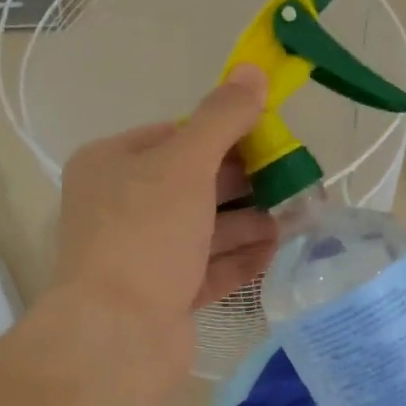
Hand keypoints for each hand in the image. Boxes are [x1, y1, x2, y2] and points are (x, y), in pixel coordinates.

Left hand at [53, 66, 276, 365]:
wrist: (118, 334)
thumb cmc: (145, 235)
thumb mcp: (185, 164)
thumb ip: (221, 118)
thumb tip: (253, 71)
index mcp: (111, 165)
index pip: (174, 136)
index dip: (224, 133)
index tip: (270, 137)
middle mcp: (121, 208)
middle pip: (193, 185)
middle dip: (244, 183)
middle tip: (293, 179)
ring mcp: (142, 257)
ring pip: (203, 230)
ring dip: (249, 222)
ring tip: (295, 217)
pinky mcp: (163, 298)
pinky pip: (206, 270)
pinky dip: (239, 259)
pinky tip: (275, 251)